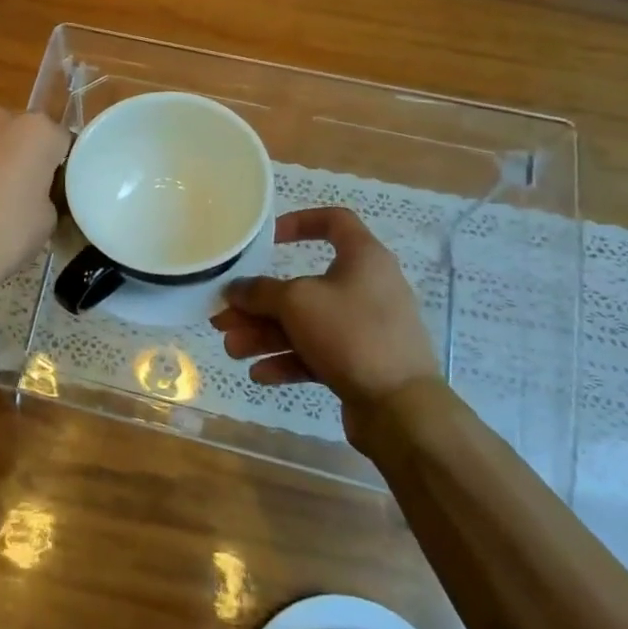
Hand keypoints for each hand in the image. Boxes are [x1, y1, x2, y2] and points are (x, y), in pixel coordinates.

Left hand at [0, 105, 69, 310]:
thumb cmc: (0, 237)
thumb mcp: (47, 221)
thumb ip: (49, 191)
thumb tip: (37, 190)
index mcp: (34, 130)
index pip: (62, 141)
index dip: (61, 168)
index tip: (55, 192)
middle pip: (23, 135)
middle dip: (26, 158)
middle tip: (24, 197)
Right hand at [211, 208, 444, 433]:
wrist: (401, 408)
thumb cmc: (351, 334)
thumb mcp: (297, 303)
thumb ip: (260, 292)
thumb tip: (235, 289)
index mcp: (363, 258)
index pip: (334, 221)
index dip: (300, 222)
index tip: (268, 239)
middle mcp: (367, 288)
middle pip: (304, 286)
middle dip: (261, 303)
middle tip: (226, 316)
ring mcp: (365, 329)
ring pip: (306, 324)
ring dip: (266, 335)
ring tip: (232, 350)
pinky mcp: (361, 363)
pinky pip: (317, 354)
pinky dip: (288, 360)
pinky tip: (259, 374)